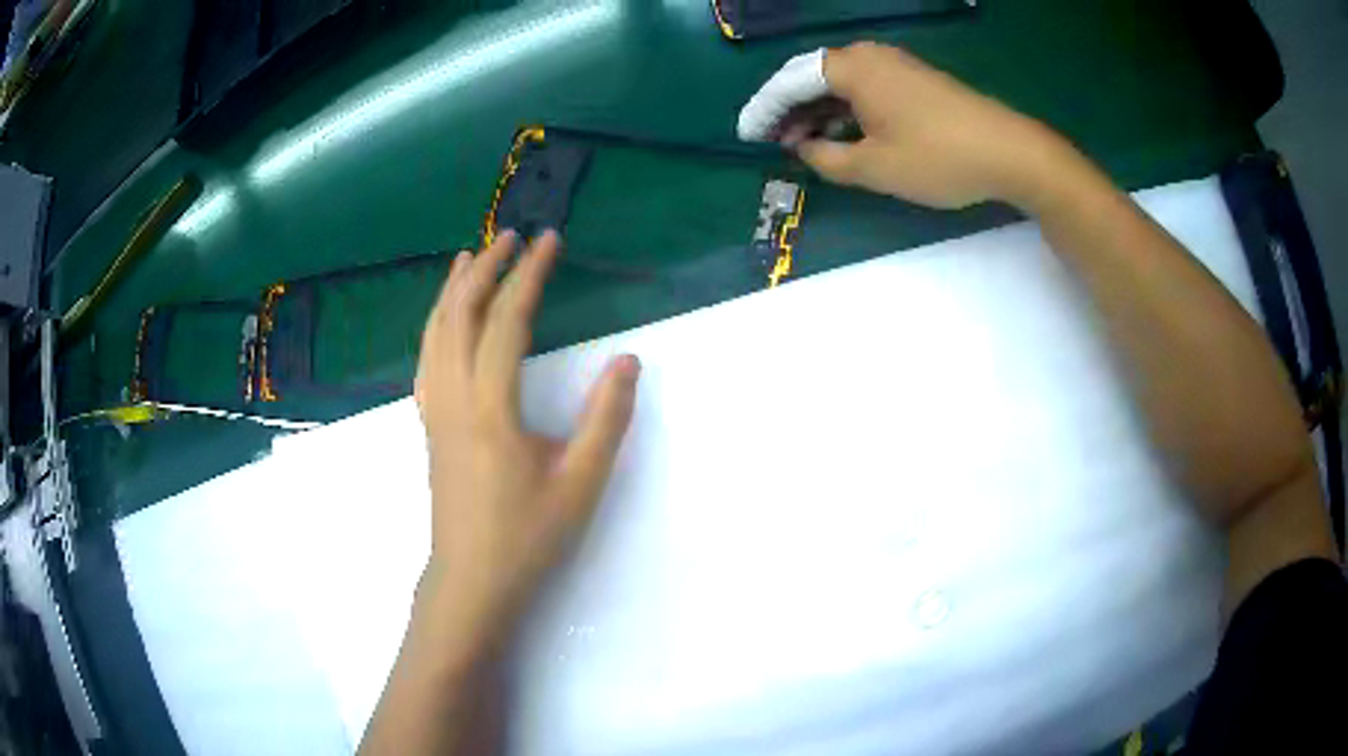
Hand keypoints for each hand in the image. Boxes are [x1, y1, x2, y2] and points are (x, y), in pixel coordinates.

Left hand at [414, 230, 640, 637]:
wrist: (471, 580)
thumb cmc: (527, 536)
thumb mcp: (581, 483)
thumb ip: (607, 419)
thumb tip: (627, 360)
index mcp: (491, 408)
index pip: (508, 322)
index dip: (529, 276)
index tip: (549, 242)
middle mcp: (454, 398)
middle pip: (460, 315)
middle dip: (484, 269)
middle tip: (510, 236)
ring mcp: (434, 411)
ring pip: (435, 333)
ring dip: (453, 290)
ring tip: (468, 257)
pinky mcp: (429, 426)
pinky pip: (426, 359)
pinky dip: (435, 324)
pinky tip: (445, 320)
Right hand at [781, 43, 1073, 209]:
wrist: (1009, 152)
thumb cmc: (937, 158)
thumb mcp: (874, 168)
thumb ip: (827, 158)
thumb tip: (803, 148)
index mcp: (850, 68)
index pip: (791, 81)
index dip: (764, 108)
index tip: (746, 135)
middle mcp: (868, 55)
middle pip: (813, 77)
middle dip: (790, 110)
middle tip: (774, 142)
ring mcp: (895, 65)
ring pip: (840, 83)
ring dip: (818, 112)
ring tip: (804, 144)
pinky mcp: (915, 80)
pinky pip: (866, 88)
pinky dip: (847, 110)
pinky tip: (844, 134)